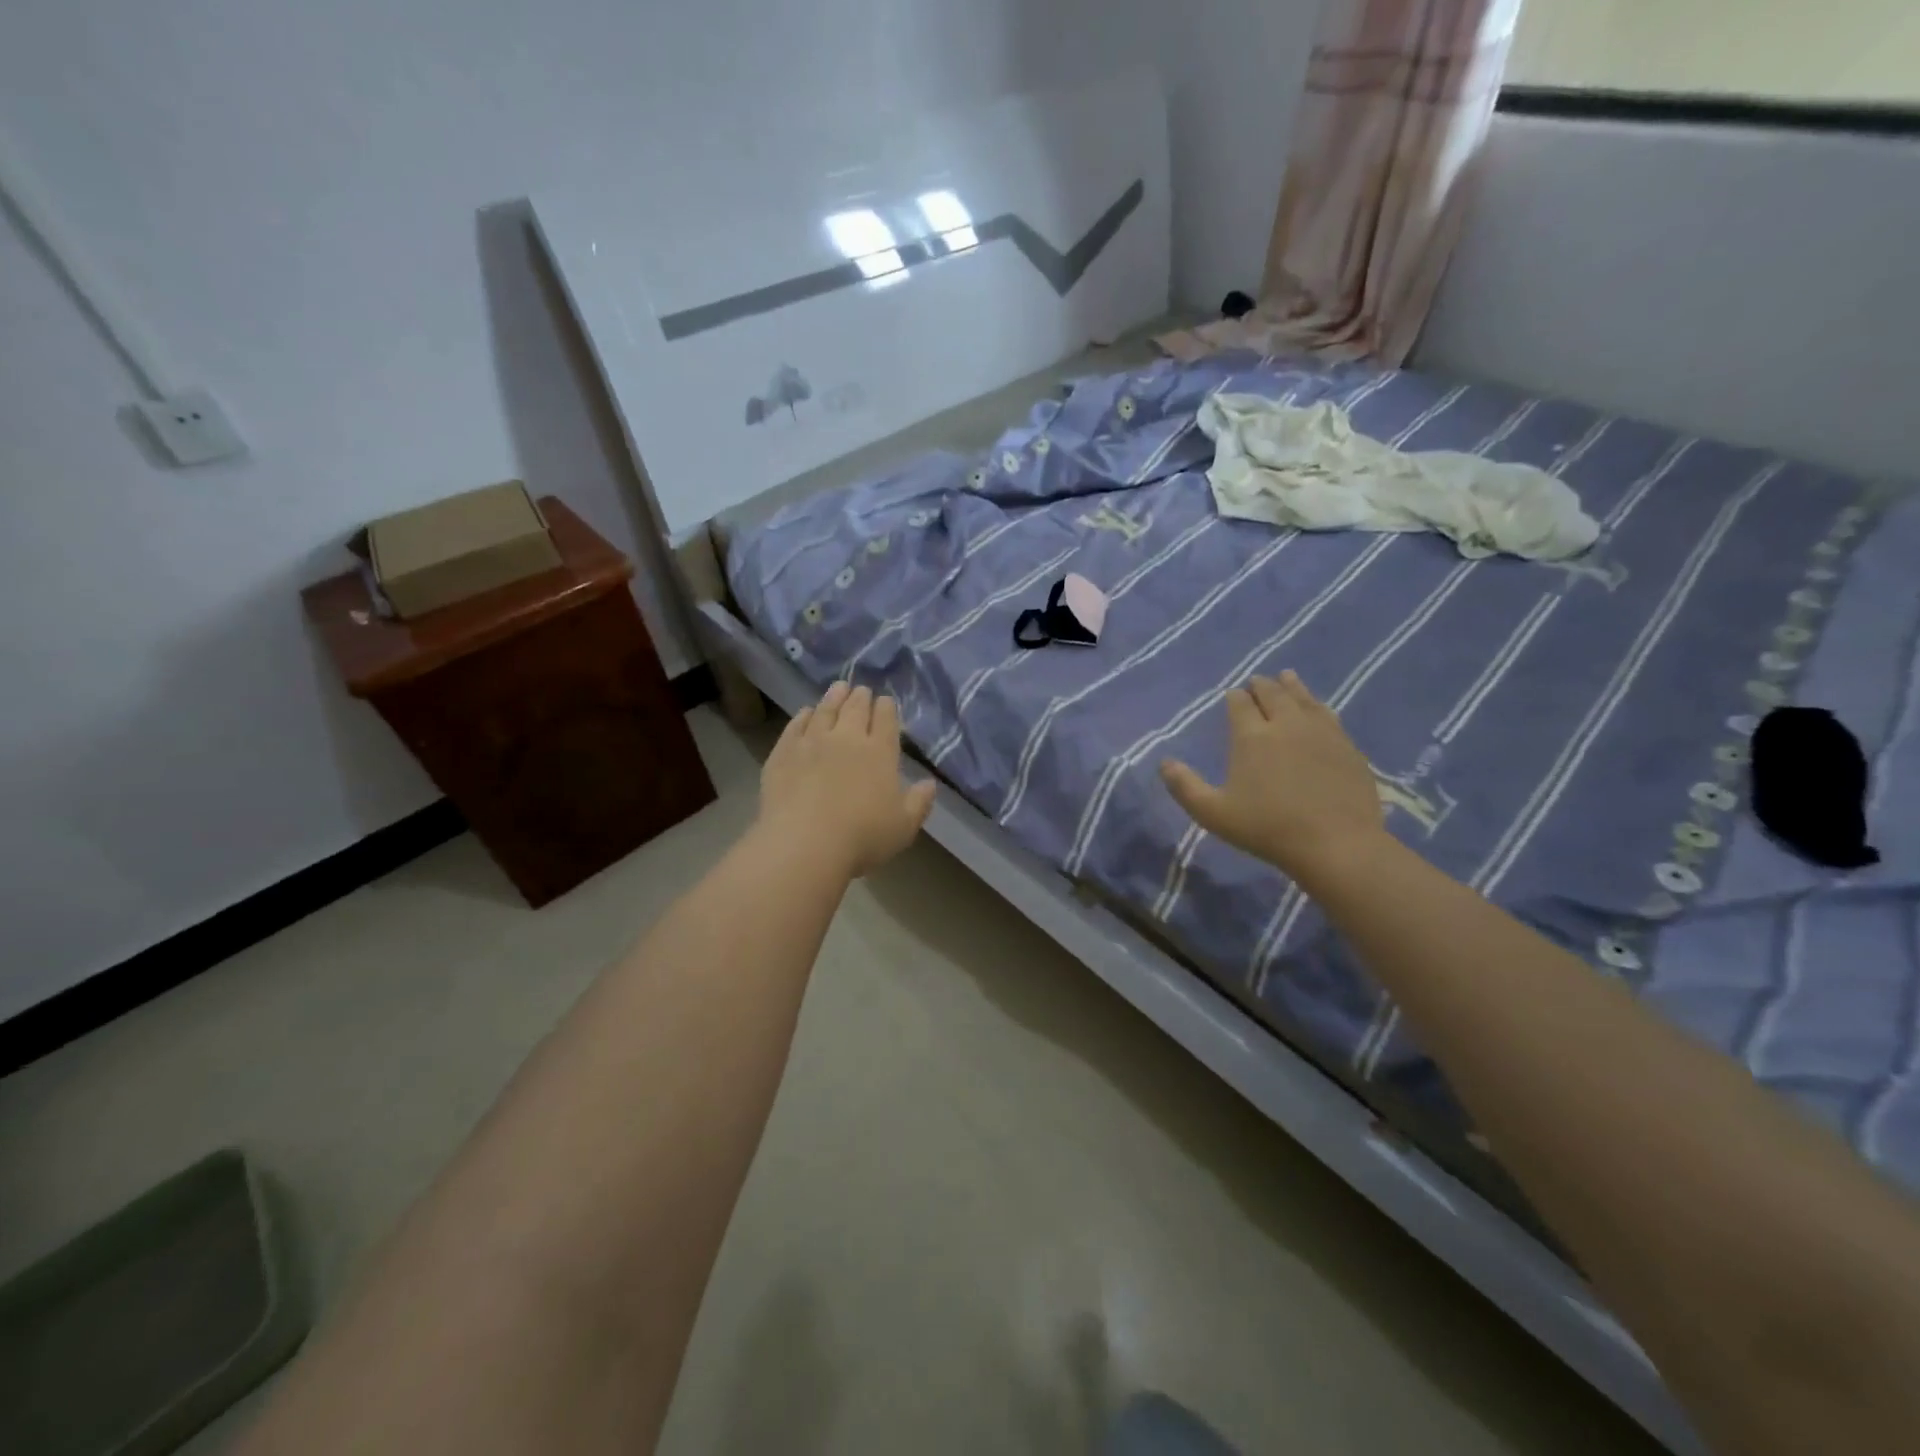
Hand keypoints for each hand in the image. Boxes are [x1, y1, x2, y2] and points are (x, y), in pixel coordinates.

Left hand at [759, 681, 937, 877]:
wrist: (805, 843)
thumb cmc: (862, 837)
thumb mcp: (904, 826)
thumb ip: (919, 802)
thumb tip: (929, 783)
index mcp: (880, 752)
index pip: (885, 720)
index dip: (886, 708)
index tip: (885, 701)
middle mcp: (847, 738)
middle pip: (855, 709)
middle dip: (861, 697)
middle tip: (861, 690)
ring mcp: (812, 742)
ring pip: (825, 710)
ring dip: (834, 697)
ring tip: (838, 688)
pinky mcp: (783, 752)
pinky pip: (795, 726)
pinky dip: (803, 715)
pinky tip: (806, 712)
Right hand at [1160, 671, 1386, 883]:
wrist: (1337, 844)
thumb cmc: (1268, 829)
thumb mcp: (1213, 813)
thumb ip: (1185, 787)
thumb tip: (1164, 763)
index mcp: (1252, 736)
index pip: (1239, 704)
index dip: (1234, 697)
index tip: (1232, 696)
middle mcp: (1286, 724)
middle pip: (1272, 693)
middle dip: (1261, 686)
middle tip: (1256, 682)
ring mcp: (1321, 732)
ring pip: (1303, 698)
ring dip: (1291, 685)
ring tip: (1286, 677)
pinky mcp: (1346, 745)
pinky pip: (1328, 714)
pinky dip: (1316, 704)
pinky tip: (1317, 707)